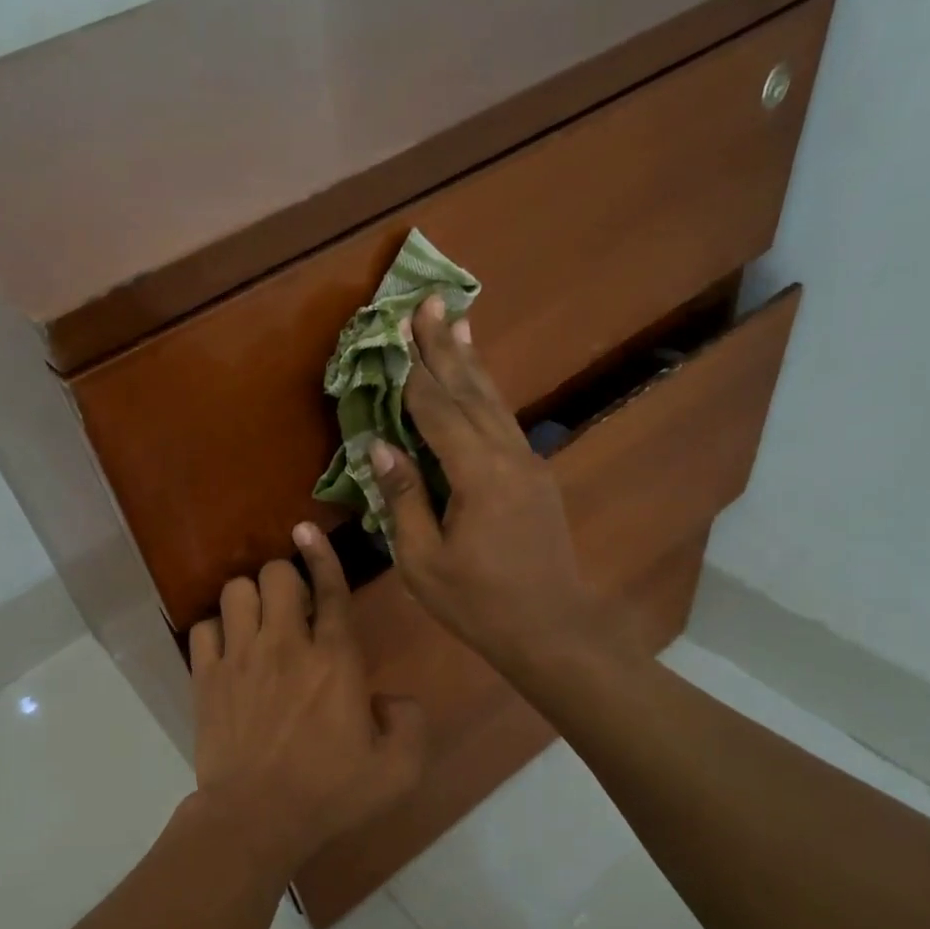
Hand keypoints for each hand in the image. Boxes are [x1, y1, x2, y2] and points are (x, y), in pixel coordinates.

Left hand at [188, 527, 424, 871]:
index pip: (332, 589)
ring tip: (258, 620)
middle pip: (276, 575)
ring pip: (236, 591)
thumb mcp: (398, 769)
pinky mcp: (206, 677)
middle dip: (286, 577)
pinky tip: (227, 648)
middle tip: (292, 604)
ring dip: (250, 597)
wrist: (257, 819)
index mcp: (335, 659)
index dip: (323, 554)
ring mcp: (240, 658)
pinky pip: (203, 626)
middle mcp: (286, 645)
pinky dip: (216, 629)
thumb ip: (410, 722)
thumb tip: (389, 699)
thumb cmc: (331, 794)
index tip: (309, 529)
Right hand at [369, 296, 596, 670]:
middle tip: (428, 301)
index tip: (396, 330)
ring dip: (470, 361)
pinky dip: (486, 394)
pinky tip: (478, 382)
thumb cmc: (478, 602)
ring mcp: (528, 464)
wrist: (550, 627)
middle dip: (445, 346)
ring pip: (493, 401)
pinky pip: (503, 422)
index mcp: (478, 476)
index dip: (413, 371)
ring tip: (456, 321)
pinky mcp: (535, 476)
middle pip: (470, 392)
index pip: (437, 411)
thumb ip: (404, 498)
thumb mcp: (424, 560)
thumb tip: (379, 446)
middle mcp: (508, 456)